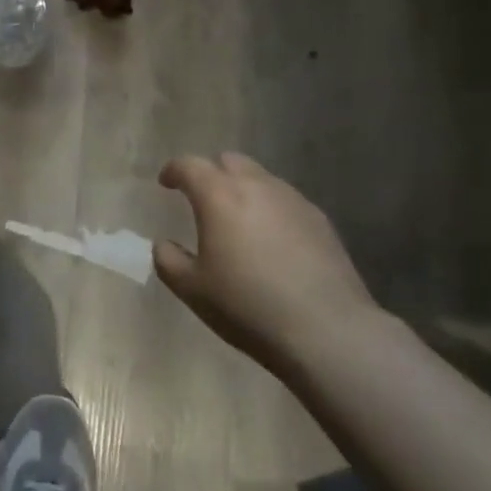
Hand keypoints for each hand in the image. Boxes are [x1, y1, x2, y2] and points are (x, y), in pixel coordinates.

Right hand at [154, 153, 375, 373]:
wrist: (326, 329)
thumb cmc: (247, 306)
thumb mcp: (192, 290)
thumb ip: (168, 260)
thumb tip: (163, 245)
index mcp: (219, 196)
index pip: (190, 165)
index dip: (174, 170)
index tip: (166, 183)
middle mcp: (257, 186)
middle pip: (229, 161)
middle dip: (211, 173)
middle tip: (202, 198)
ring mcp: (293, 200)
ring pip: (261, 179)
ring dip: (243, 190)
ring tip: (239, 222)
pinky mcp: (320, 220)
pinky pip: (286, 201)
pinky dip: (270, 210)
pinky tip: (272, 242)